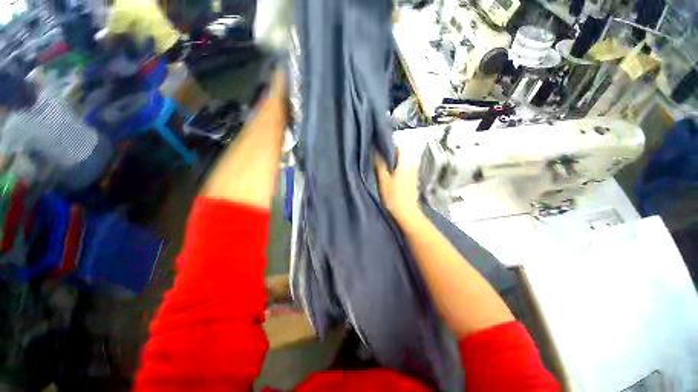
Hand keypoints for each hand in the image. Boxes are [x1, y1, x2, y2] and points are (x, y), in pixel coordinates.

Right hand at [375, 150, 421, 224]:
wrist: (407, 213)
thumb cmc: (394, 197)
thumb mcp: (384, 181)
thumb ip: (380, 165)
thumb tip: (376, 151)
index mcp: (404, 164)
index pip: (398, 148)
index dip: (388, 147)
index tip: (378, 149)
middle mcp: (411, 165)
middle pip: (400, 154)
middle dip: (389, 154)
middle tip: (378, 157)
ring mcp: (413, 172)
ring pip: (402, 161)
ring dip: (392, 161)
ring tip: (382, 165)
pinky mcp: (412, 179)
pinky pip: (403, 168)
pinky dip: (396, 167)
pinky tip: (389, 174)